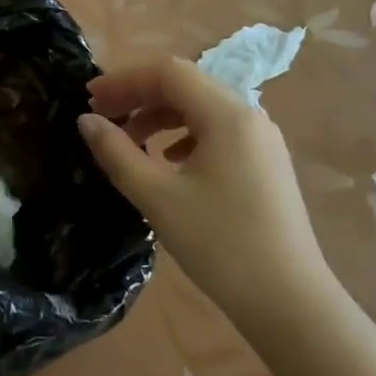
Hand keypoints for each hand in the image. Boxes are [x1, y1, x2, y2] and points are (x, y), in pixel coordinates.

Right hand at [77, 57, 329, 323]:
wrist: (290, 302)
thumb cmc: (219, 244)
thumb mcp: (157, 197)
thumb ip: (116, 152)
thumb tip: (86, 121)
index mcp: (227, 114)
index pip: (168, 73)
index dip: (124, 80)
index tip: (89, 99)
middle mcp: (249, 115)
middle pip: (185, 85)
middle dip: (139, 95)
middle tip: (102, 116)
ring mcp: (261, 139)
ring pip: (201, 108)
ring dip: (159, 115)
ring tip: (129, 140)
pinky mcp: (265, 163)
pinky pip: (217, 130)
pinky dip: (183, 134)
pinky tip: (168, 160)